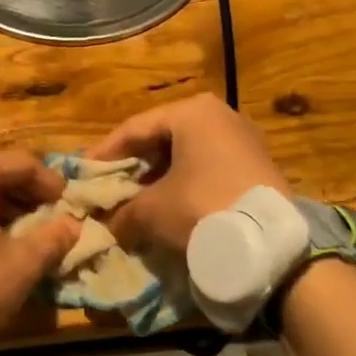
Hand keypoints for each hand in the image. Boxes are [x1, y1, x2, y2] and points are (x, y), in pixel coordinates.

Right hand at [92, 94, 287, 253]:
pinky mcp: (258, 166)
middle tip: (109, 186)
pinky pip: (209, 169)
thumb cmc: (202, 207)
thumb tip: (107, 224)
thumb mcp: (151, 210)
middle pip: (161, 140)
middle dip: (134, 166)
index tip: (83, 172)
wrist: (271, 244)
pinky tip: (170, 207)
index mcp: (191, 111)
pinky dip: (185, 184)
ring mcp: (243, 139)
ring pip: (186, 155)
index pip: (134, 129)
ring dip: (159, 178)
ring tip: (136, 200)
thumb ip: (122, 211)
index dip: (104, 153)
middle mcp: (219, 115)